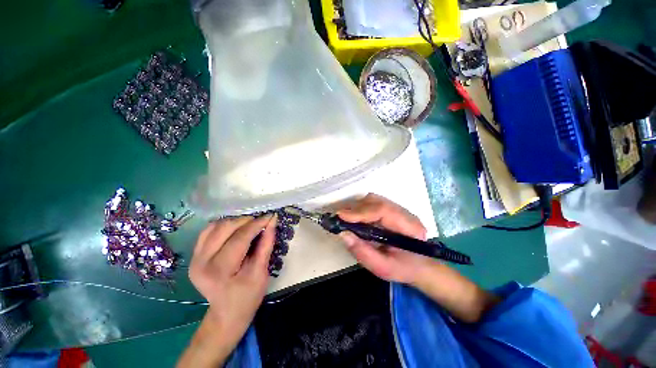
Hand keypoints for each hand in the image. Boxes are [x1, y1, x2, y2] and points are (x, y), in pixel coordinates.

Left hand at [179, 215, 276, 366]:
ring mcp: (194, 258)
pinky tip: (235, 230)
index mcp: (220, 271)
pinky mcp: (194, 256)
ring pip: (215, 226)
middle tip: (261, 222)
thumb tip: (272, 221)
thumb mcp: (261, 272)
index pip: (239, 238)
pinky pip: (208, 231)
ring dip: (234, 222)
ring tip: (249, 226)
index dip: (256, 224)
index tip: (270, 216)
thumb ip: (266, 244)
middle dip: (246, 221)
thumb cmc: (248, 296)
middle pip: (224, 228)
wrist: (226, 314)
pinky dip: (223, 226)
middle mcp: (201, 262)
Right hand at [336, 193, 432, 284]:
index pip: (383, 210)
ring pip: (373, 200)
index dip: (361, 211)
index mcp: (409, 227)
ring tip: (346, 219)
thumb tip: (343, 234)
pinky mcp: (391, 209)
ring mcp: (398, 209)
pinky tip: (355, 218)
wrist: (418, 266)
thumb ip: (363, 252)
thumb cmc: (403, 268)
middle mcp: (405, 213)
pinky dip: (360, 208)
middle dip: (355, 209)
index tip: (341, 216)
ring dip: (357, 207)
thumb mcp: (382, 267)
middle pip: (376, 201)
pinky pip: (372, 203)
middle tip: (340, 218)